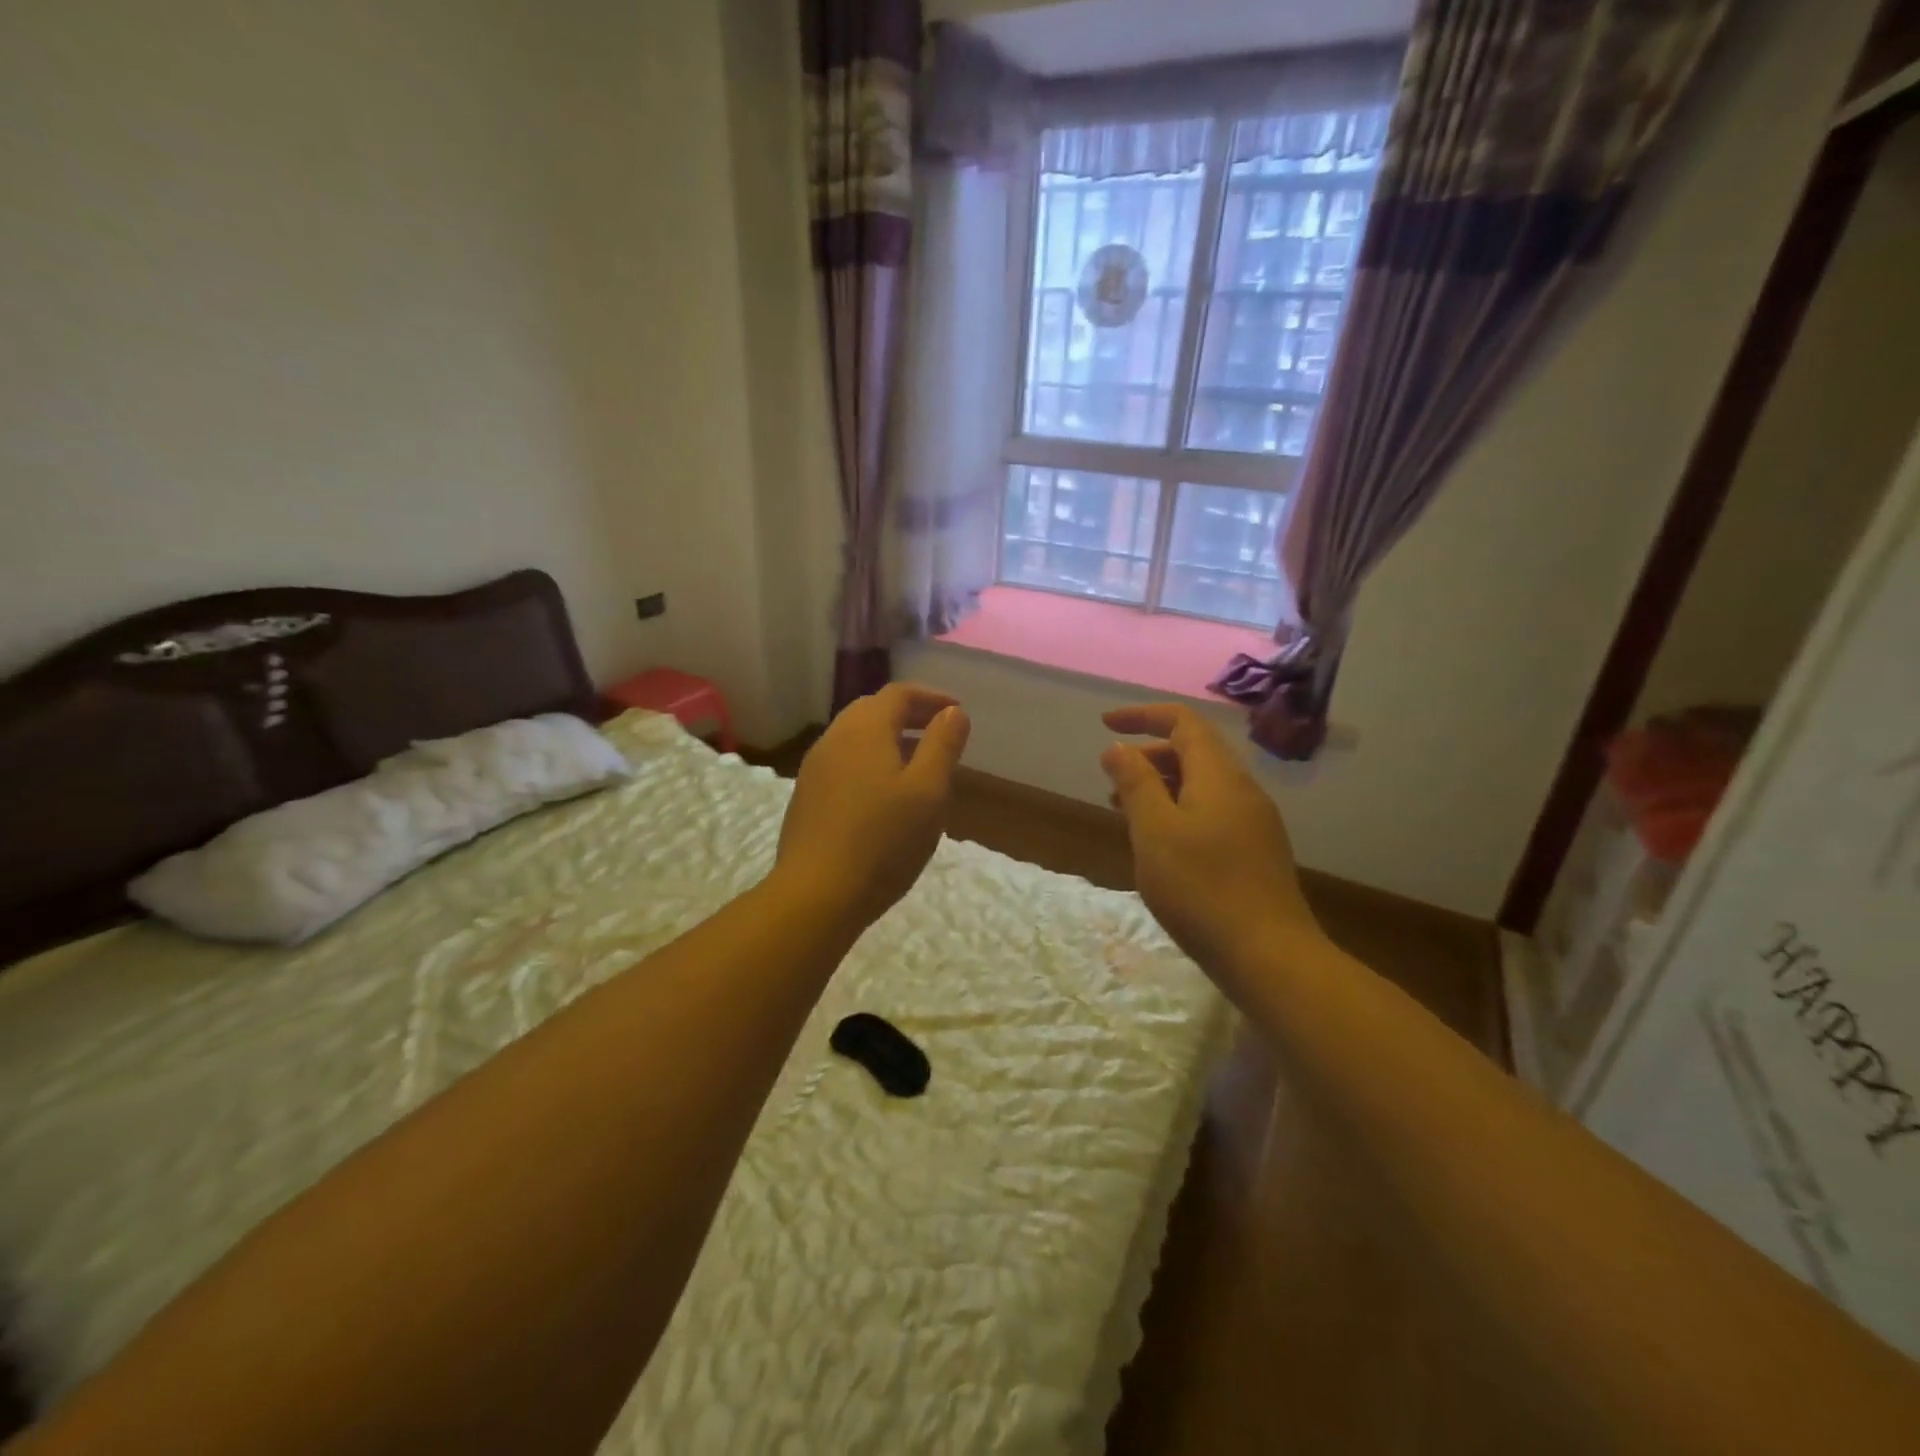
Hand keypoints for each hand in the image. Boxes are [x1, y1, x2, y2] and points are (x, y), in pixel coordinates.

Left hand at [775, 683, 970, 927]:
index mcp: (865, 729)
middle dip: (909, 714)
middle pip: (873, 710)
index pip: (899, 693)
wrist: (816, 894)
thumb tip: (953, 712)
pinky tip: (884, 793)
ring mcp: (815, 768)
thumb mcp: (928, 791)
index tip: (957, 712)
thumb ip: (943, 745)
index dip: (931, 696)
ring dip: (888, 739)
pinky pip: (843, 762)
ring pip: (855, 737)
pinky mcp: (807, 797)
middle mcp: (834, 739)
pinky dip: (870, 760)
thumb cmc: (883, 841)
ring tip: (917, 762)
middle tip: (939, 732)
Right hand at [1100, 704, 1323, 997]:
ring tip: (1125, 811)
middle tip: (1110, 778)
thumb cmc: (1201, 887)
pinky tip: (1161, 845)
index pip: (1183, 722)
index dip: (1142, 716)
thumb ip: (1135, 783)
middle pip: (1194, 752)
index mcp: (1219, 776)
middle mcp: (1243, 790)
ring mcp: (1254, 823)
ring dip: (1161, 786)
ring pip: (1202, 786)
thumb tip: (1119, 748)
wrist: (1269, 955)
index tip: (1105, 724)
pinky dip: (1179, 812)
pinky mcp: (1256, 853)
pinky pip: (1212, 813)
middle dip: (1148, 755)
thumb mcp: (1154, 831)